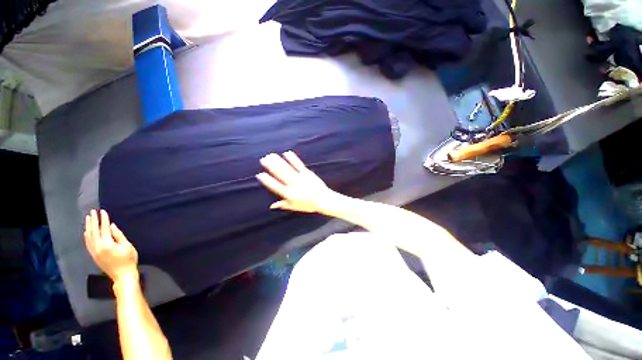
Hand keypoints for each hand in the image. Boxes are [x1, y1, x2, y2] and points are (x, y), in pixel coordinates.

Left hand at [84, 209, 138, 282]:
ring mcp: (94, 252)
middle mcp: (98, 247)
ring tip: (88, 218)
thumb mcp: (127, 246)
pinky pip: (87, 243)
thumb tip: (111, 226)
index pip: (104, 229)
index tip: (102, 211)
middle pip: (94, 231)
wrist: (122, 275)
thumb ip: (119, 236)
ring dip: (88, 227)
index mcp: (107, 244)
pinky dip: (86, 236)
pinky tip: (86, 231)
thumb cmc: (129, 260)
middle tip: (92, 211)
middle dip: (93, 221)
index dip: (103, 219)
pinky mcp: (93, 255)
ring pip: (88, 237)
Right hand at [256, 151, 337, 212]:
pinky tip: (287, 153)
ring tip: (271, 155)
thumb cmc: (308, 205)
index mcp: (288, 193)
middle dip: (271, 166)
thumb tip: (272, 206)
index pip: (275, 186)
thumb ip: (283, 205)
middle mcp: (292, 184)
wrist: (322, 199)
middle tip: (263, 159)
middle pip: (279, 174)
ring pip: (287, 168)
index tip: (260, 174)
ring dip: (278, 161)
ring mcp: (299, 177)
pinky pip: (298, 164)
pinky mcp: (306, 172)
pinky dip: (292, 158)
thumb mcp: (294, 206)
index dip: (267, 180)